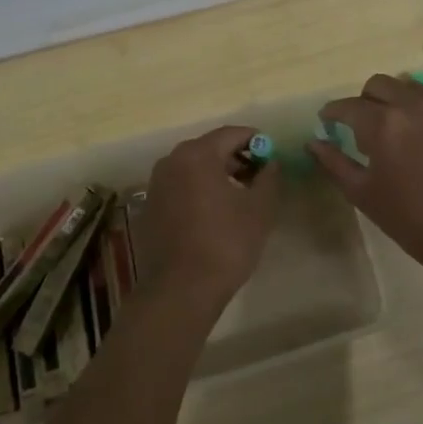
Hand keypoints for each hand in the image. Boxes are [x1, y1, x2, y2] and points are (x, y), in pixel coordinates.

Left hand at [136, 126, 280, 307]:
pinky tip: (215, 214)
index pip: (231, 134)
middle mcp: (171, 161)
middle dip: (237, 158)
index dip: (256, 140)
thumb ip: (269, 177)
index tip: (272, 154)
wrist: (181, 290)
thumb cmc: (225, 243)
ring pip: (193, 168)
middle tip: (259, 177)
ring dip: (218, 175)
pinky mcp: (150, 208)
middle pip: (210, 148)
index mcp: (197, 155)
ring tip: (240, 197)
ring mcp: (156, 185)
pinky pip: (181, 187)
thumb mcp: (260, 209)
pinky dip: (199, 191)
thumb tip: (270, 163)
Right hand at [310, 75, 422, 271]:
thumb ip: (334, 163)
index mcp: (382, 124)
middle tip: (366, 123)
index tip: (328, 120)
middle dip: (366, 100)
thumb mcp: (363, 194)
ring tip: (404, 126)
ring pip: (414, 86)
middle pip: (380, 84)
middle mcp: (414, 104)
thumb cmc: (411, 220)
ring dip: (401, 101)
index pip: (348, 106)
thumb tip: (313, 142)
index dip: (333, 112)